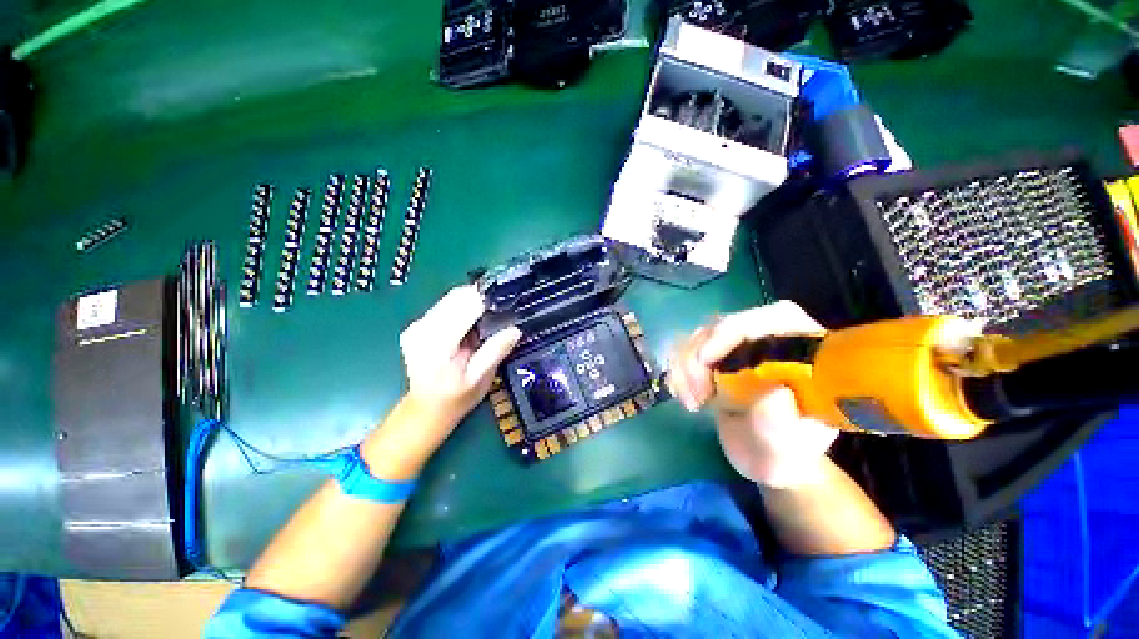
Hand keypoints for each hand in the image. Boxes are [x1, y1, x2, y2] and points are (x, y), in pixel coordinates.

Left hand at [400, 285, 521, 433]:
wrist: (426, 409)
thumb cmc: (456, 398)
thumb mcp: (480, 379)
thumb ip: (495, 351)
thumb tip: (515, 330)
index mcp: (438, 344)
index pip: (464, 307)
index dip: (486, 299)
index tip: (505, 300)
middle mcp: (423, 330)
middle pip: (455, 297)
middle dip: (479, 297)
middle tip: (500, 307)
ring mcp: (416, 327)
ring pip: (449, 298)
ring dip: (470, 302)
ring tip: (486, 317)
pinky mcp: (416, 327)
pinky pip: (442, 306)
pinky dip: (460, 308)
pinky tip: (470, 323)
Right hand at [668, 301, 838, 487]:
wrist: (764, 454)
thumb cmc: (784, 453)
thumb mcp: (787, 450)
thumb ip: (782, 427)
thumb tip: (776, 392)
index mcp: (806, 351)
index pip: (774, 317)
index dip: (734, 329)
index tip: (705, 360)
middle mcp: (772, 337)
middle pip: (726, 324)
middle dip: (701, 356)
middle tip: (697, 396)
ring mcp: (741, 344)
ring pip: (701, 336)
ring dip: (686, 366)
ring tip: (692, 402)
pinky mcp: (717, 353)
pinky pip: (687, 348)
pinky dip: (679, 369)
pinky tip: (684, 394)